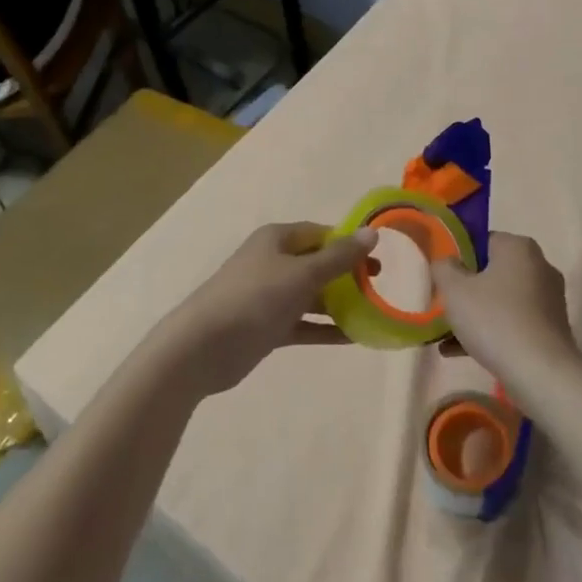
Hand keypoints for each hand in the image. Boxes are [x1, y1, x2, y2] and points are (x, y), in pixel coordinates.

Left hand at [153, 222, 373, 397]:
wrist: (202, 347)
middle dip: (347, 275)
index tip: (376, 259)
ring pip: (311, 295)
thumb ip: (338, 257)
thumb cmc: (254, 298)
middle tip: (378, 287)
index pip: (320, 233)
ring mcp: (268, 296)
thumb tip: (371, 233)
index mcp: (277, 239)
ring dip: (339, 304)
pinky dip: (325, 328)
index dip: (348, 243)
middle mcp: (273, 262)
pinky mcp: (266, 327)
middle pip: (317, 264)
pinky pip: (303, 323)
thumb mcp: (302, 274)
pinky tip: (354, 338)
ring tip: (373, 313)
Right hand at [431, 232, 581, 390]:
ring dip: (476, 315)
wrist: (541, 373)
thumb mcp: (455, 290)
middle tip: (444, 306)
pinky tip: (462, 352)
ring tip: (446, 337)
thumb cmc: (494, 320)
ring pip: (502, 300)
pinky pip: (514, 322)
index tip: (442, 280)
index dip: (458, 258)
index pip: (482, 241)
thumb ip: (443, 267)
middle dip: (467, 290)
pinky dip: (492, 332)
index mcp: (518, 247)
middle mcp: (539, 266)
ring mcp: (549, 299)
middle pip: (492, 272)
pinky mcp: (552, 328)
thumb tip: (446, 262)